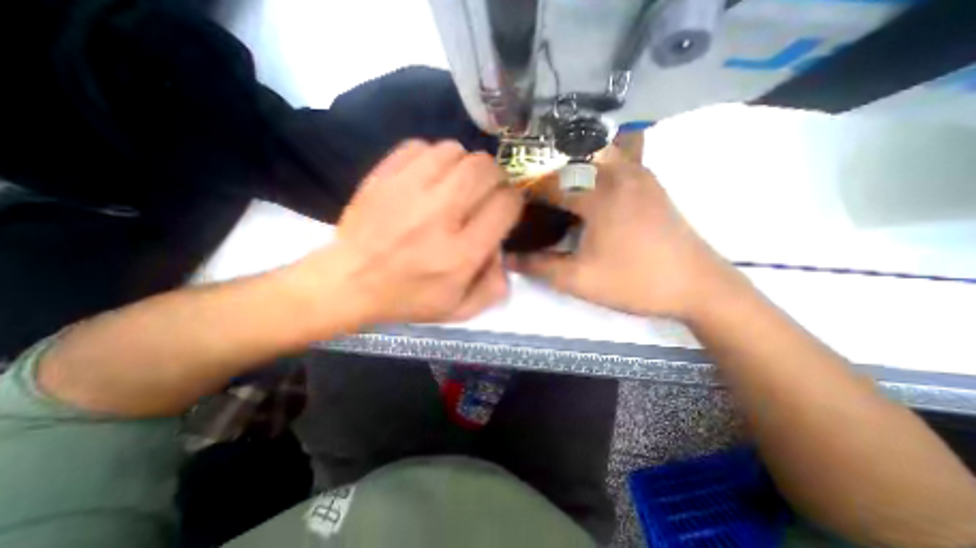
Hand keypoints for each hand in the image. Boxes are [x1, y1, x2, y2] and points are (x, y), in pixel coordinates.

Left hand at [293, 142, 521, 327]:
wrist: (348, 282)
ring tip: (459, 183)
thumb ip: (493, 286)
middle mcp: (439, 216)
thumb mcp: (459, 309)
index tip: (506, 207)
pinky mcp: (384, 176)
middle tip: (488, 191)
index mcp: (460, 253)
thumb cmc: (407, 299)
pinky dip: (434, 157)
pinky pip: (421, 147)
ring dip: (466, 165)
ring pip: (456, 151)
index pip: (505, 205)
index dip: (513, 201)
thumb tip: (503, 251)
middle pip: (484, 169)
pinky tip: (431, 177)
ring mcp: (408, 190)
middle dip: (496, 177)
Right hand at [512, 152, 731, 318]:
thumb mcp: (578, 279)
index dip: (526, 194)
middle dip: (546, 177)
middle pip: (571, 161)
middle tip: (531, 200)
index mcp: (600, 194)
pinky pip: (616, 162)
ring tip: (556, 193)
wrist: (698, 287)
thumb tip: (507, 258)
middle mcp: (620, 173)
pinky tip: (588, 191)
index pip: (549, 184)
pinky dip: (594, 169)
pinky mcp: (651, 183)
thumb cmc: (635, 282)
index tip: (512, 207)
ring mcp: (640, 174)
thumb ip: (539, 266)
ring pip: (596, 155)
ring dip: (571, 168)